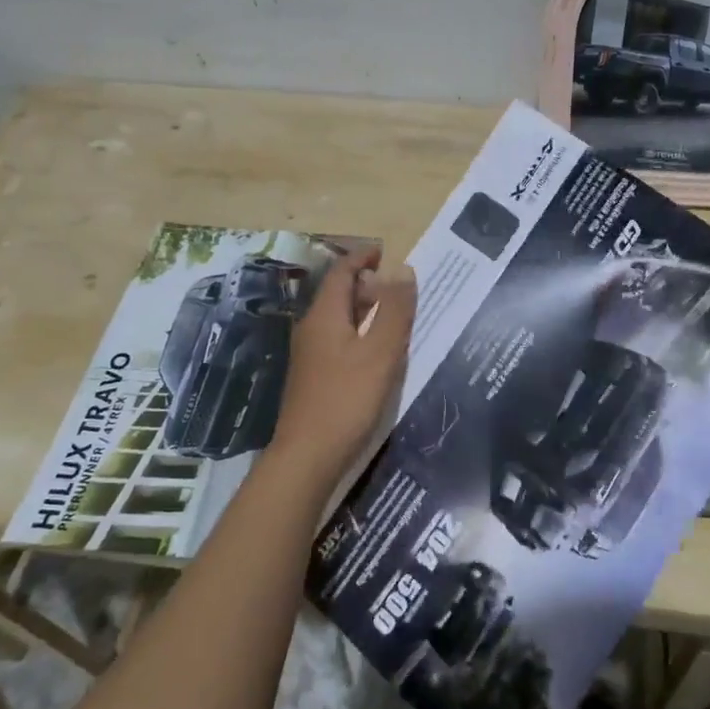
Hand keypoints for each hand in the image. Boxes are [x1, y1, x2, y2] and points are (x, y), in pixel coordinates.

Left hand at [270, 248, 416, 484]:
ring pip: (339, 319)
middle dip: (368, 285)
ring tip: (395, 318)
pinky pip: (338, 340)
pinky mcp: (313, 377)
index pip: (341, 272)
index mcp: (324, 315)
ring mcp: (309, 355)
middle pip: (338, 294)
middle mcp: (311, 328)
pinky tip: (378, 353)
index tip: (386, 252)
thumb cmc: (346, 399)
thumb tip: (402, 269)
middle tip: (400, 289)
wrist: (307, 456)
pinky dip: (359, 333)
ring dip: (365, 311)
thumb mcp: (380, 352)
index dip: (362, 258)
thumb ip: (394, 310)